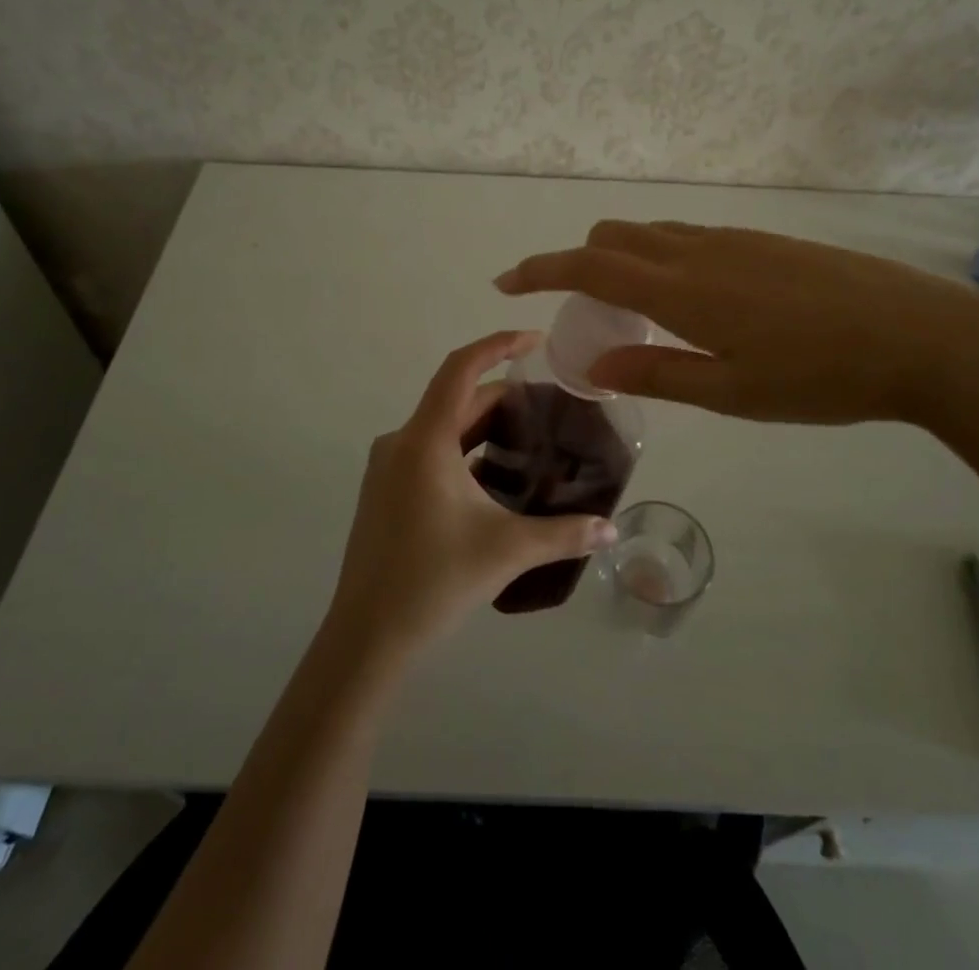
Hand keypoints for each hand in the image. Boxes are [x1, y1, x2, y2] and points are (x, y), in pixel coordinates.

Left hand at [327, 330, 618, 661]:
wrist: (366, 638)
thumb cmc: (433, 582)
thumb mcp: (506, 551)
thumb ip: (564, 534)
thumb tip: (612, 530)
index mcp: (425, 440)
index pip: (461, 368)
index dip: (498, 345)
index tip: (536, 341)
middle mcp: (401, 442)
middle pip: (457, 399)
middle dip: (503, 396)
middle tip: (551, 405)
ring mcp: (387, 467)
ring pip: (443, 427)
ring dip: (484, 426)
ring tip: (531, 439)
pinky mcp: (384, 490)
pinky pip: (429, 451)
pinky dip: (464, 450)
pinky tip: (494, 477)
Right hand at [494, 221, 978, 425]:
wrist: (920, 336)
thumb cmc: (820, 376)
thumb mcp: (731, 392)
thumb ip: (655, 373)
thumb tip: (591, 365)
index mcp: (680, 289)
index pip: (587, 266)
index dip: (539, 270)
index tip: (504, 281)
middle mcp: (697, 250)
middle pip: (613, 236)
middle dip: (580, 264)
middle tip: (588, 316)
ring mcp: (732, 239)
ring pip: (652, 233)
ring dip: (624, 262)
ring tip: (641, 317)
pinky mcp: (763, 240)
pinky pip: (688, 237)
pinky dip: (663, 259)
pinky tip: (696, 303)